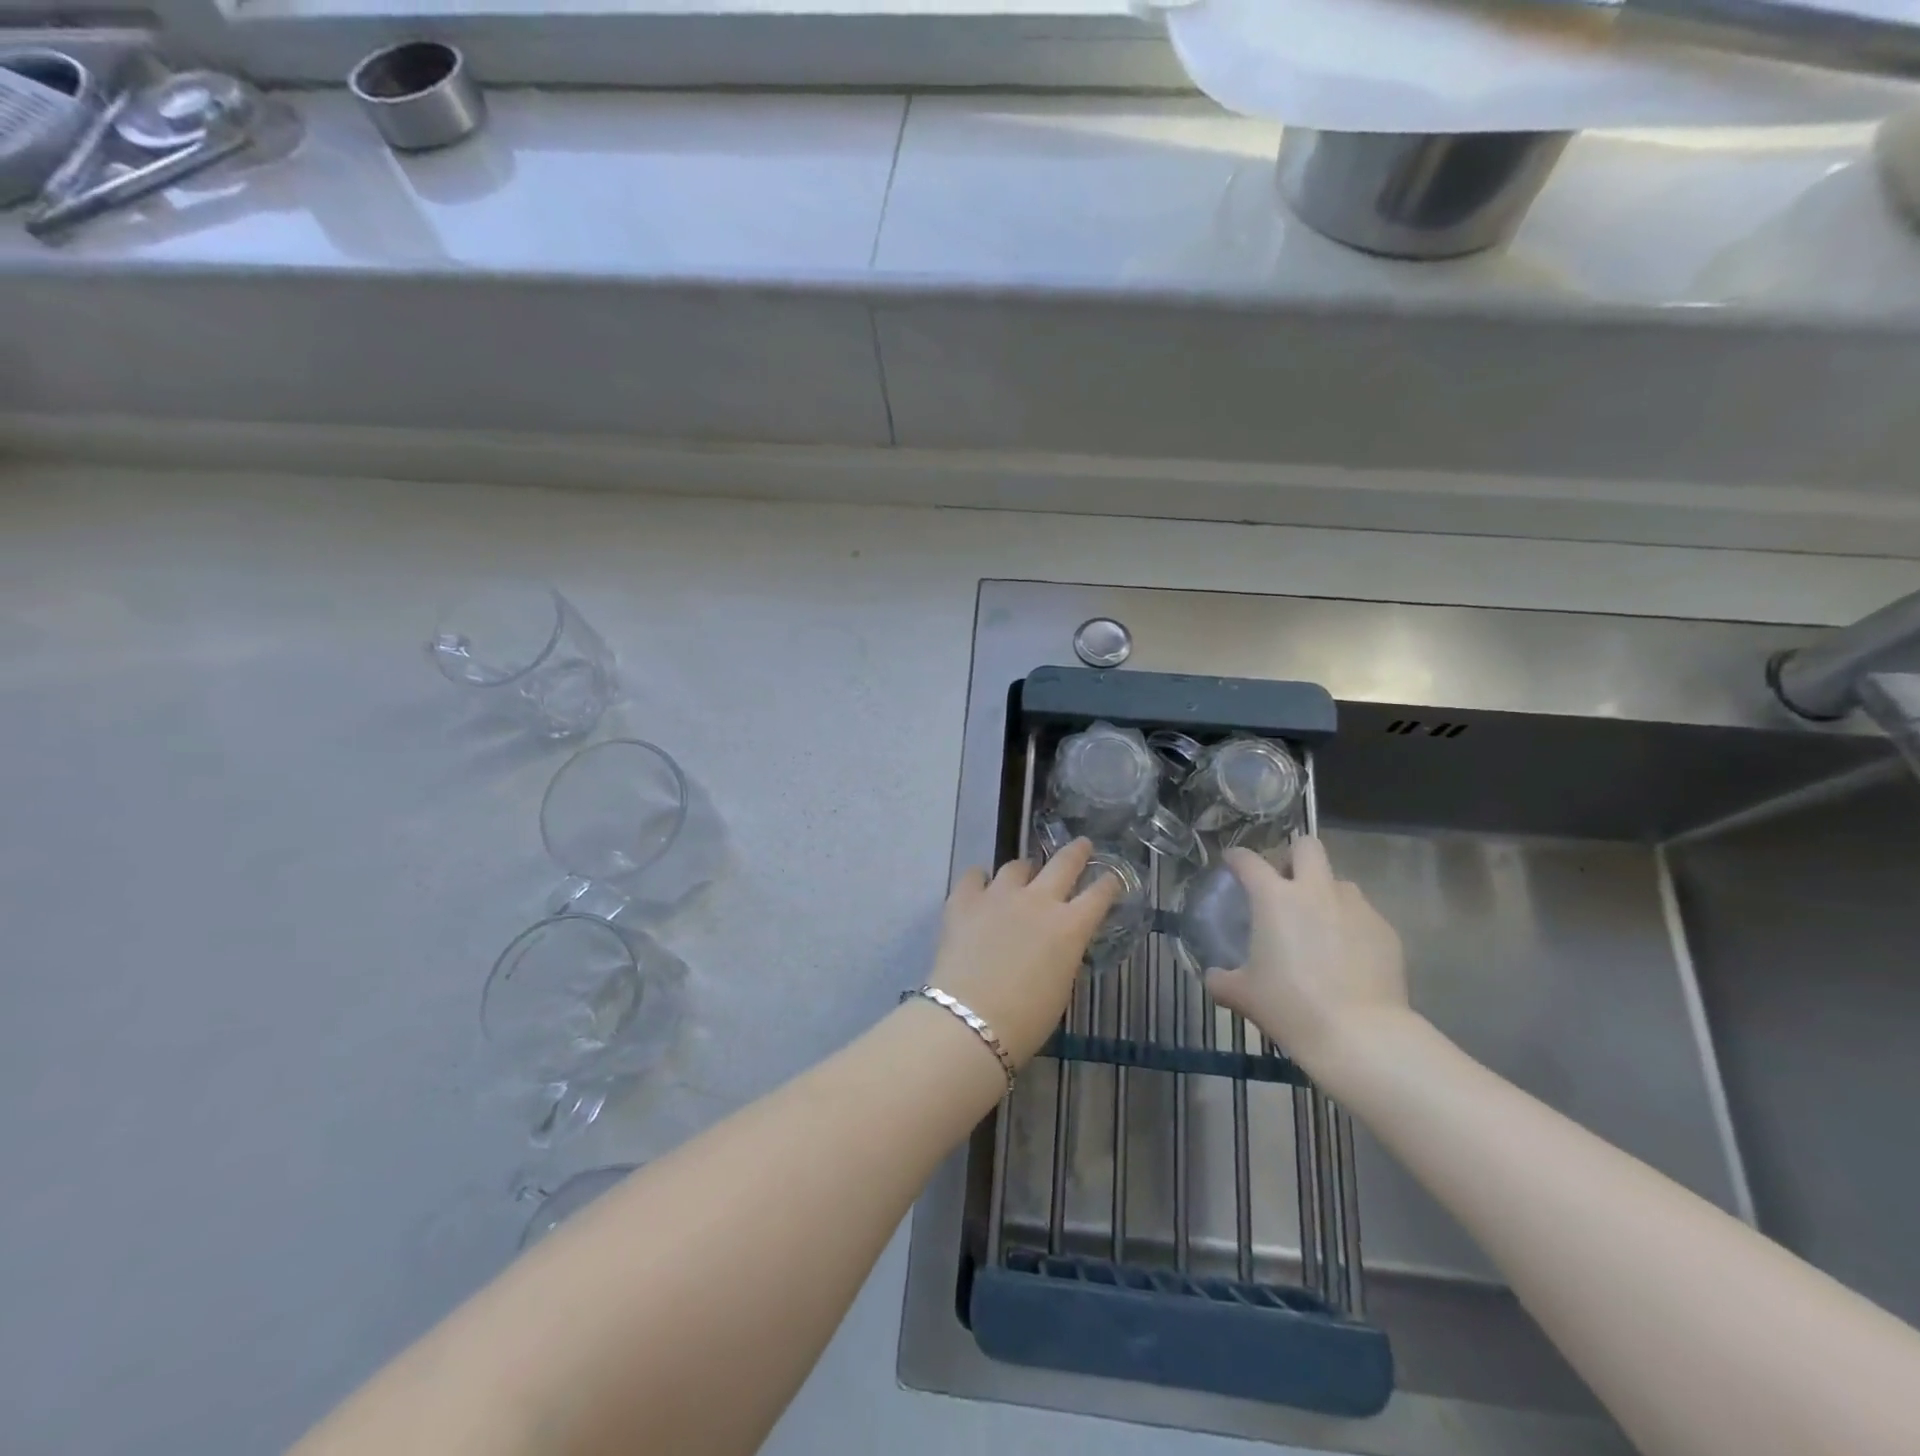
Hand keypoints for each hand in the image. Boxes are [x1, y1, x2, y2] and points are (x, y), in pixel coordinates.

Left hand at [928, 839, 1121, 1066]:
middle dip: (1076, 852)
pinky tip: (980, 886)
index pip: (1099, 895)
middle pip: (1063, 863)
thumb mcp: (1061, 986)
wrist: (970, 1020)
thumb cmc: (1026, 1019)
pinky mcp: (964, 900)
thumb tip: (1056, 943)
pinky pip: (974, 876)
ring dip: (1024, 870)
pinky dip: (980, 880)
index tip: (1111, 878)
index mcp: (1070, 927)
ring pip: (1016, 866)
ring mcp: (999, 895)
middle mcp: (1038, 901)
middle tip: (1082, 845)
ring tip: (1023, 874)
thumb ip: (1063, 954)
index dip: (1108, 884)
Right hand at [1204, 838, 1410, 1088]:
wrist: (1361, 1036)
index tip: (1232, 864)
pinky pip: (1363, 915)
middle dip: (1293, 857)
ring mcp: (1356, 908)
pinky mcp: (1386, 931)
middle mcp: (1316, 891)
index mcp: (1274, 897)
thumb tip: (1214, 977)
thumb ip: (1222, 979)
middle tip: (1284, 884)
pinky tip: (1347, 956)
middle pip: (1307, 847)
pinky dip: (1351, 926)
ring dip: (1325, 893)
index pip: (1249, 860)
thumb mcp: (1243, 996)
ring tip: (1319, 925)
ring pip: (1339, 882)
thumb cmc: (1291, 1007)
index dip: (1237, 858)